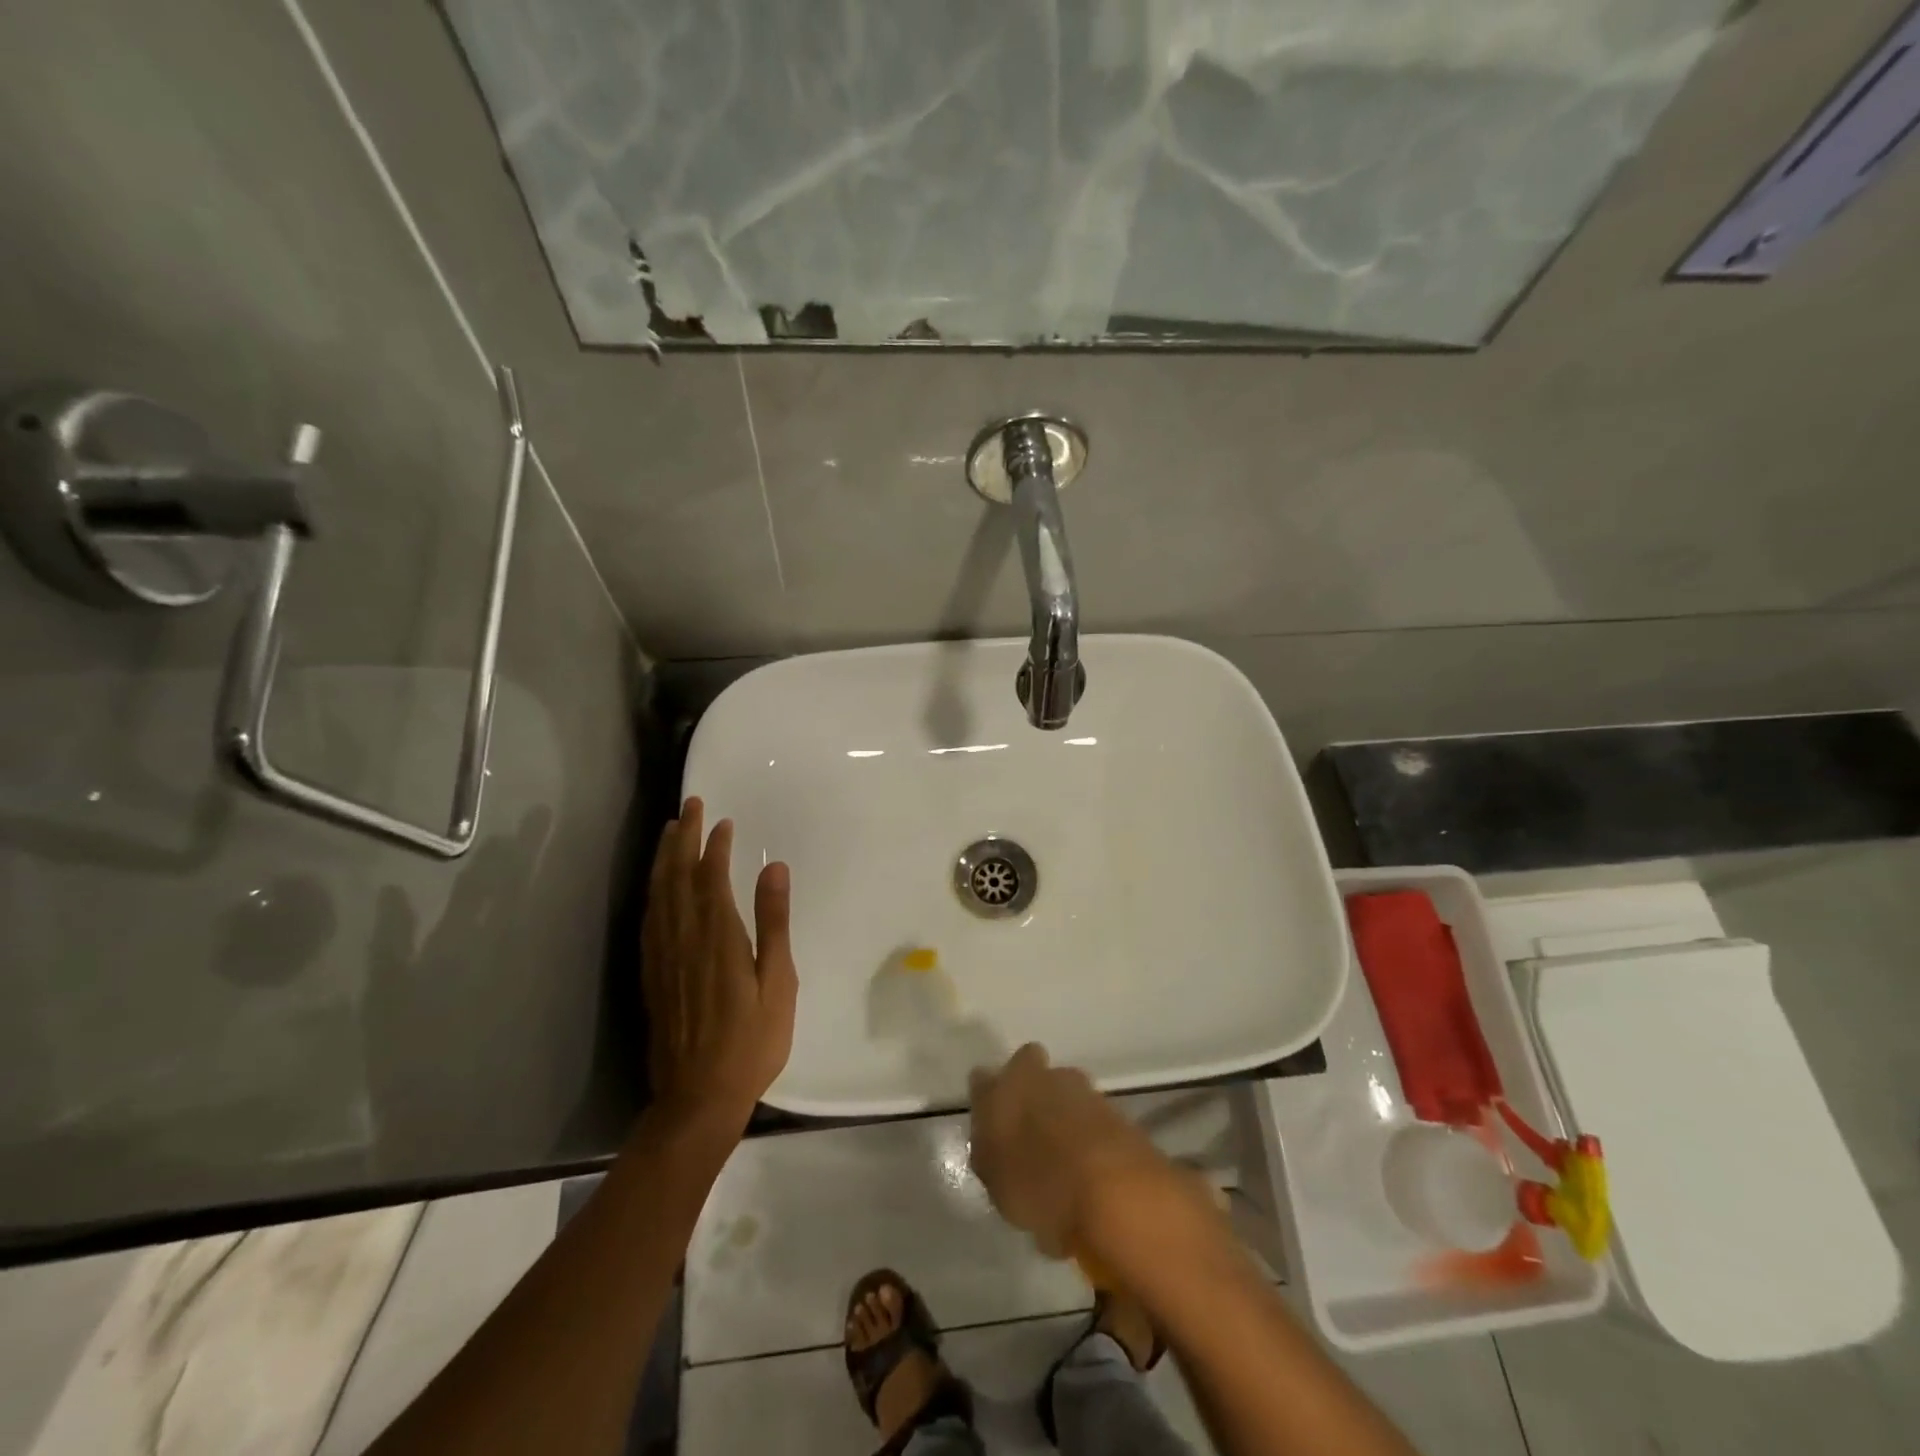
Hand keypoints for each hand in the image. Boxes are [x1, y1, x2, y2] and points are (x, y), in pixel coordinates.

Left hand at [641, 797, 797, 1132]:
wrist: (698, 1097)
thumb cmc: (751, 1041)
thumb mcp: (778, 983)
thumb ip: (774, 922)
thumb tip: (774, 868)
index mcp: (718, 936)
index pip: (711, 876)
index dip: (714, 845)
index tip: (722, 820)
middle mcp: (683, 937)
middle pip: (677, 876)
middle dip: (682, 837)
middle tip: (689, 805)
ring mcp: (662, 956)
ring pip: (657, 893)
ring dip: (662, 857)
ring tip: (669, 830)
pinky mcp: (651, 974)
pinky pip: (648, 918)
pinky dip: (652, 891)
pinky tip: (656, 885)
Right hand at [968, 1043, 1171, 1256]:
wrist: (1115, 1189)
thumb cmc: (1039, 1183)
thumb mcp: (995, 1180)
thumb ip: (989, 1152)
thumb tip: (991, 1140)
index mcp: (1008, 1084)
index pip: (984, 1079)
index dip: (989, 1098)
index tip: (990, 1122)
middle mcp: (1045, 1074)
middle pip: (1031, 1072)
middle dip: (1030, 1094)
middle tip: (1028, 1134)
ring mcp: (1084, 1089)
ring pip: (1065, 1092)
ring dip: (1062, 1113)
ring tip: (1061, 1157)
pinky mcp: (1115, 1110)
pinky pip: (1090, 1117)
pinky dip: (1087, 1136)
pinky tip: (1086, 1169)